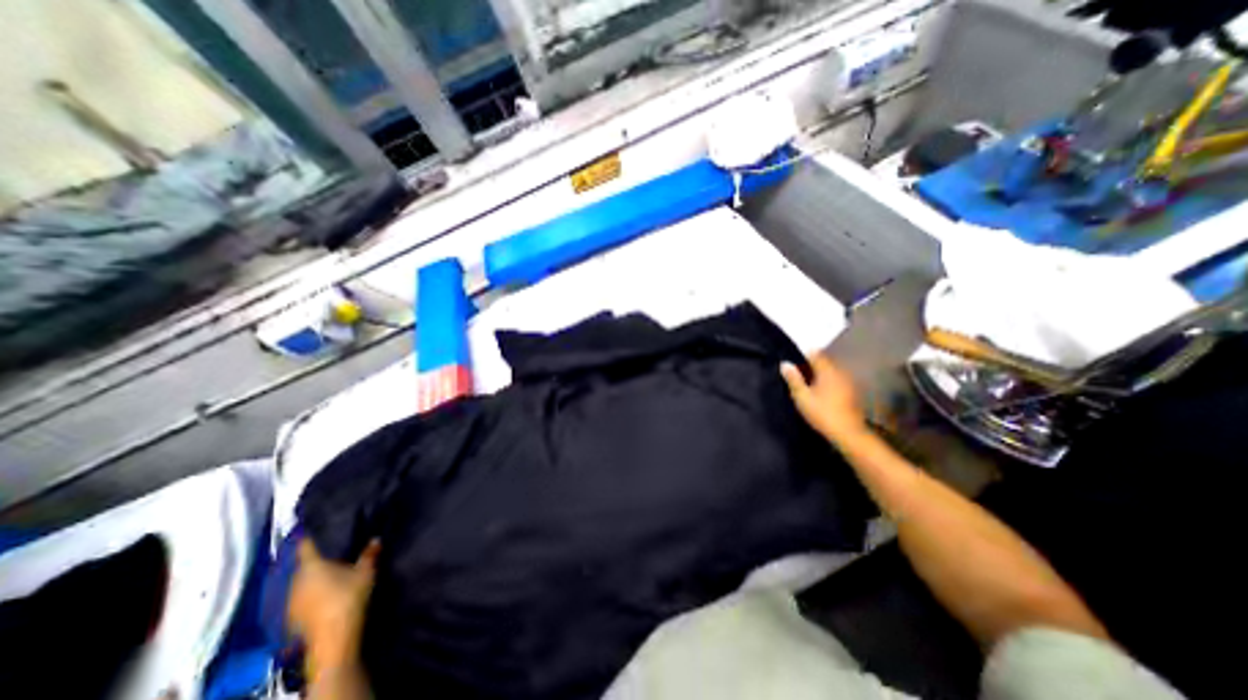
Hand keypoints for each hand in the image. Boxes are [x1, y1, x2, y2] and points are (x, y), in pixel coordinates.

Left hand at [290, 537, 382, 675]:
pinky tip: (328, 590)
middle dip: (319, 556)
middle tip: (335, 549)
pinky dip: (314, 589)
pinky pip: (304, 595)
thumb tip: (376, 538)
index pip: (306, 545)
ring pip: (304, 580)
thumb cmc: (348, 596)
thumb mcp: (366, 570)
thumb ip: (370, 553)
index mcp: (311, 565)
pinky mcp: (294, 616)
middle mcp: (297, 580)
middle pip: (305, 563)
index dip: (311, 535)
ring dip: (316, 574)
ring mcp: (293, 600)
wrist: (333, 637)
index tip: (318, 527)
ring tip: (334, 569)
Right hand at [776, 352, 868, 439]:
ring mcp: (848, 382)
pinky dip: (828, 383)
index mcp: (827, 370)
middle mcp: (840, 372)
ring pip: (831, 372)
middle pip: (824, 362)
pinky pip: (837, 381)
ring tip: (807, 385)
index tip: (792, 364)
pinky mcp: (852, 392)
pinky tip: (821, 394)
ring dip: (819, 375)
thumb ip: (793, 379)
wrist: (849, 434)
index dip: (802, 356)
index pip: (815, 354)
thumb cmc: (822, 413)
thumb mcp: (802, 397)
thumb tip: (785, 364)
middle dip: (811, 365)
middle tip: (797, 375)